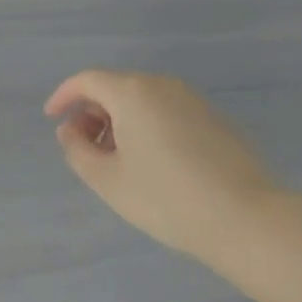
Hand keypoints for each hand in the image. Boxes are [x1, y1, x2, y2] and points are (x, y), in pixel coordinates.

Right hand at [46, 69, 283, 273]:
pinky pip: (167, 111)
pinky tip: (155, 164)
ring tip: (119, 161)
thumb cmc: (168, 199)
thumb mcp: (108, 181)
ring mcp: (192, 100)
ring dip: (121, 121)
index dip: (64, 96)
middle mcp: (161, 85)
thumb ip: (78, 150)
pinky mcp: (215, 119)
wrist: (248, 220)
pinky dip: (149, 126)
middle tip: (87, 148)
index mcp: (132, 92)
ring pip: (143, 100)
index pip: (87, 80)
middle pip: (115, 87)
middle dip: (93, 113)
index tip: (52, 118)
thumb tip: (70, 130)